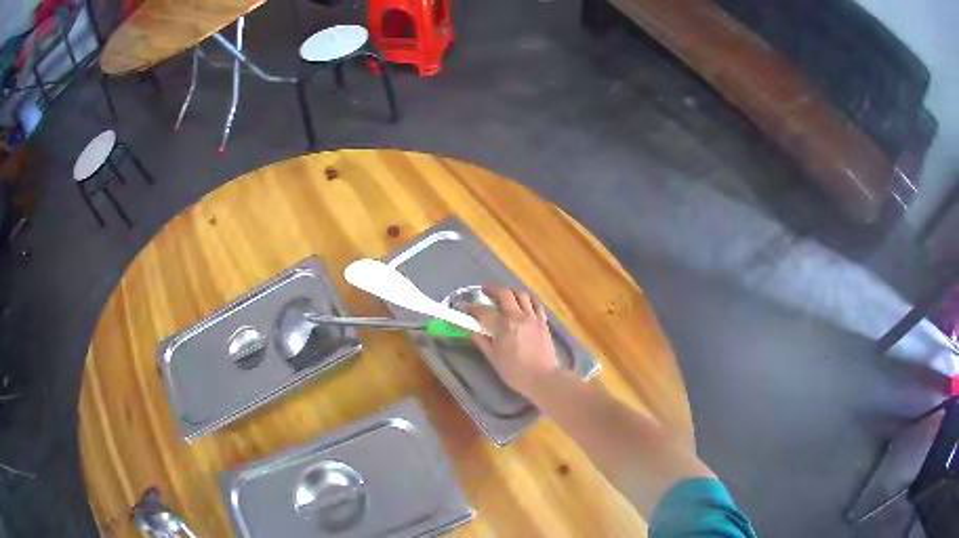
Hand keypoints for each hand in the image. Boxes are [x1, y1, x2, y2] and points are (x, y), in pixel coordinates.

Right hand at [467, 287, 560, 399]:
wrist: (543, 377)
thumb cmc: (515, 371)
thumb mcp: (494, 358)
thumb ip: (482, 342)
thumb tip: (472, 330)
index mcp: (503, 326)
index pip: (484, 311)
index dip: (473, 307)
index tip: (466, 306)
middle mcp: (518, 316)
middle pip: (504, 294)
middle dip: (492, 290)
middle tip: (485, 292)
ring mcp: (533, 317)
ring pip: (521, 295)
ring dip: (510, 292)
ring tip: (504, 296)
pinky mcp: (543, 322)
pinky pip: (536, 304)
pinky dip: (527, 300)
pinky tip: (524, 303)